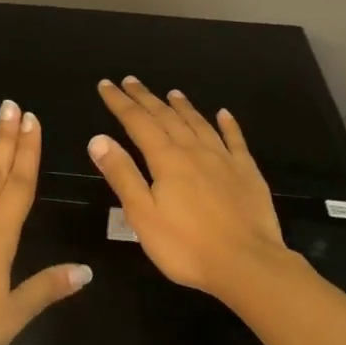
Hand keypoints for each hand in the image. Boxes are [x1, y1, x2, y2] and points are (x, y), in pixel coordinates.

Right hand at [87, 77, 293, 298]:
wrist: (247, 264)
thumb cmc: (186, 246)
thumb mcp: (142, 215)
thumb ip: (122, 175)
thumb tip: (98, 139)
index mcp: (167, 160)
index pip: (138, 122)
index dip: (120, 103)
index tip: (107, 85)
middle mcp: (195, 151)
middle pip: (167, 117)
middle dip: (146, 98)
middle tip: (131, 81)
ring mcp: (224, 160)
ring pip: (200, 124)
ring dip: (183, 106)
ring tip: (171, 93)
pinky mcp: (247, 173)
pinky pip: (235, 140)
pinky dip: (228, 124)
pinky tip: (224, 114)